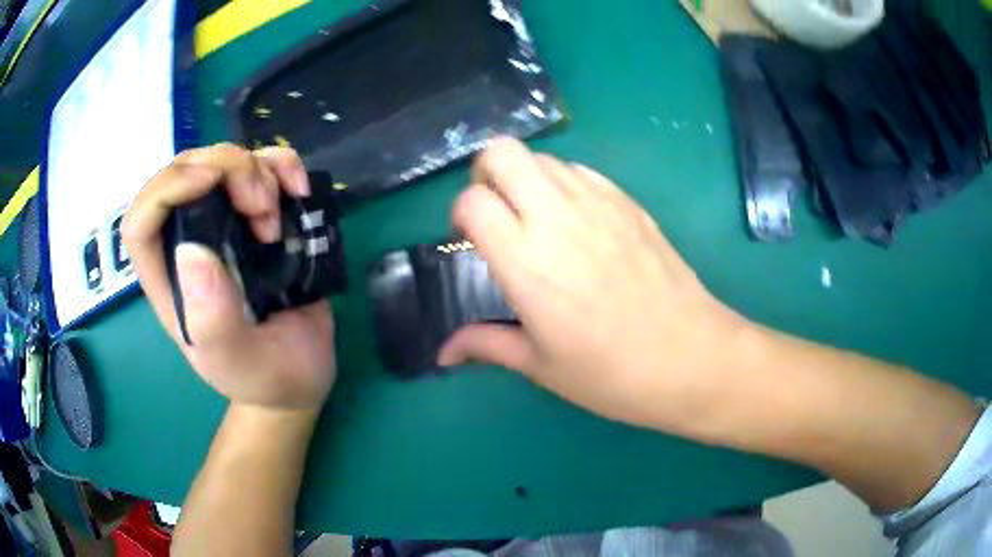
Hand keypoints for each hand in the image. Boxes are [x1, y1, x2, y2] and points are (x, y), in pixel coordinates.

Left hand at [123, 144, 335, 410]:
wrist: (300, 372)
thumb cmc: (264, 375)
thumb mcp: (237, 362)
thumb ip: (212, 321)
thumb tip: (191, 252)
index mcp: (169, 280)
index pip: (141, 221)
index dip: (165, 189)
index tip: (210, 181)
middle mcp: (188, 243)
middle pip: (183, 173)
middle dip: (224, 169)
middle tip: (261, 206)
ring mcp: (223, 224)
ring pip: (223, 160)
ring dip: (256, 171)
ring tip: (277, 219)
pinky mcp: (258, 215)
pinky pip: (263, 165)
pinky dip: (282, 164)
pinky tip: (297, 189)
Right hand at [439, 138, 755, 431]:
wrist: (691, 358)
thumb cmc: (611, 372)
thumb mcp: (541, 364)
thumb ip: (486, 345)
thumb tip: (443, 353)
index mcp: (526, 261)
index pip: (472, 200)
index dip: (462, 213)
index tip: (471, 239)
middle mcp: (556, 216)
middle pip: (502, 152)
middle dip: (486, 173)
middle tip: (496, 211)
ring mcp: (598, 201)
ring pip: (542, 157)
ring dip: (526, 178)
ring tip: (536, 218)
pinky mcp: (628, 201)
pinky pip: (581, 171)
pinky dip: (563, 184)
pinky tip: (577, 222)